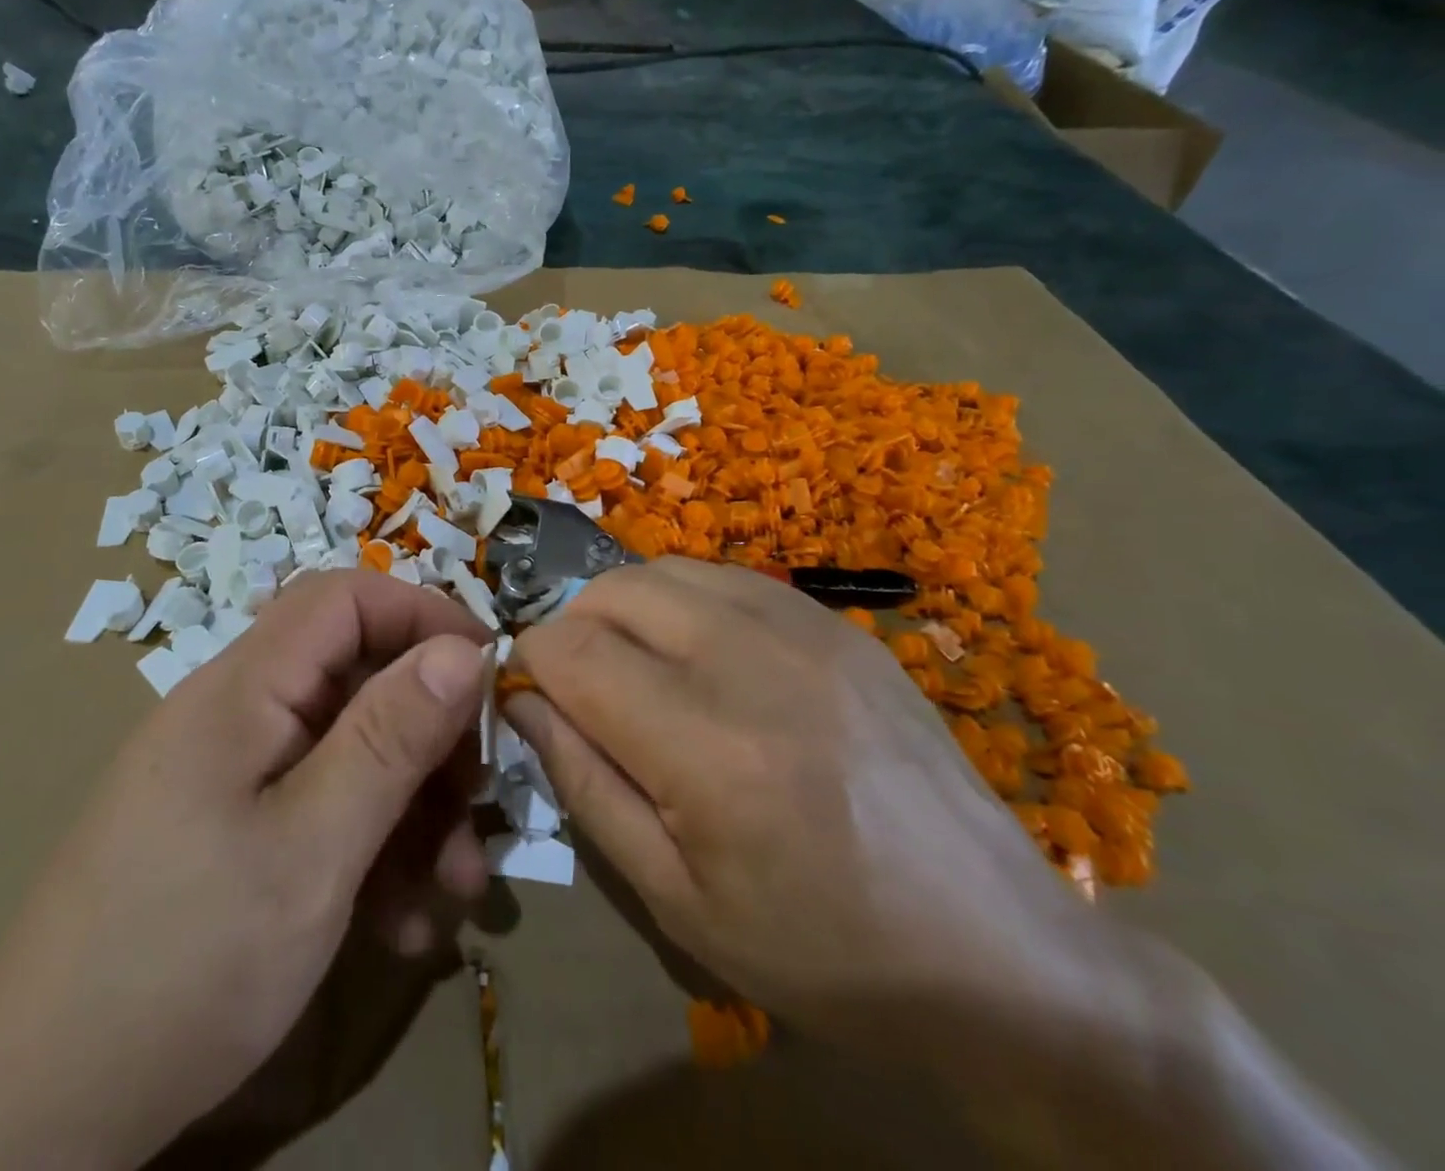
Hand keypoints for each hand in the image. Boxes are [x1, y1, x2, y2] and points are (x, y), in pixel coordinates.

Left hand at [0, 569, 492, 1170]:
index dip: (422, 616)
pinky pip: (323, 806)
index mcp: (242, 689)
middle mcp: (237, 715)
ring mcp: (233, 775)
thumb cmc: (186, 961)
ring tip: (456, 888)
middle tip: (479, 801)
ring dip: (413, 806)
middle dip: (430, 733)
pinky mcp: (233, 830)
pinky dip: (373, 848)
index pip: (343, 598)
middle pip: (356, 678)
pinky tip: (402, 923)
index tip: (488, 672)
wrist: (42, 1117)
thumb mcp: (313, 849)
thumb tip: (464, 650)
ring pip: (350, 749)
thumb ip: (391, 738)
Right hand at [503, 557, 1082, 1019]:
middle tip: (580, 686)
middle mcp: (750, 659)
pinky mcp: (840, 624)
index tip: (528, 696)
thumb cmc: (821, 950)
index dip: (528, 664)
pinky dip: (686, 603)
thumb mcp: (676, 899)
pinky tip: (702, 657)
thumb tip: (524, 705)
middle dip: (572, 627)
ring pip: (667, 569)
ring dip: (626, 609)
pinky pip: (729, 579)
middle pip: (612, 590)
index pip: (569, 651)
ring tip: (636, 668)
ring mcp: (805, 628)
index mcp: (704, 746)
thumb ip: (584, 786)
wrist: (998, 952)